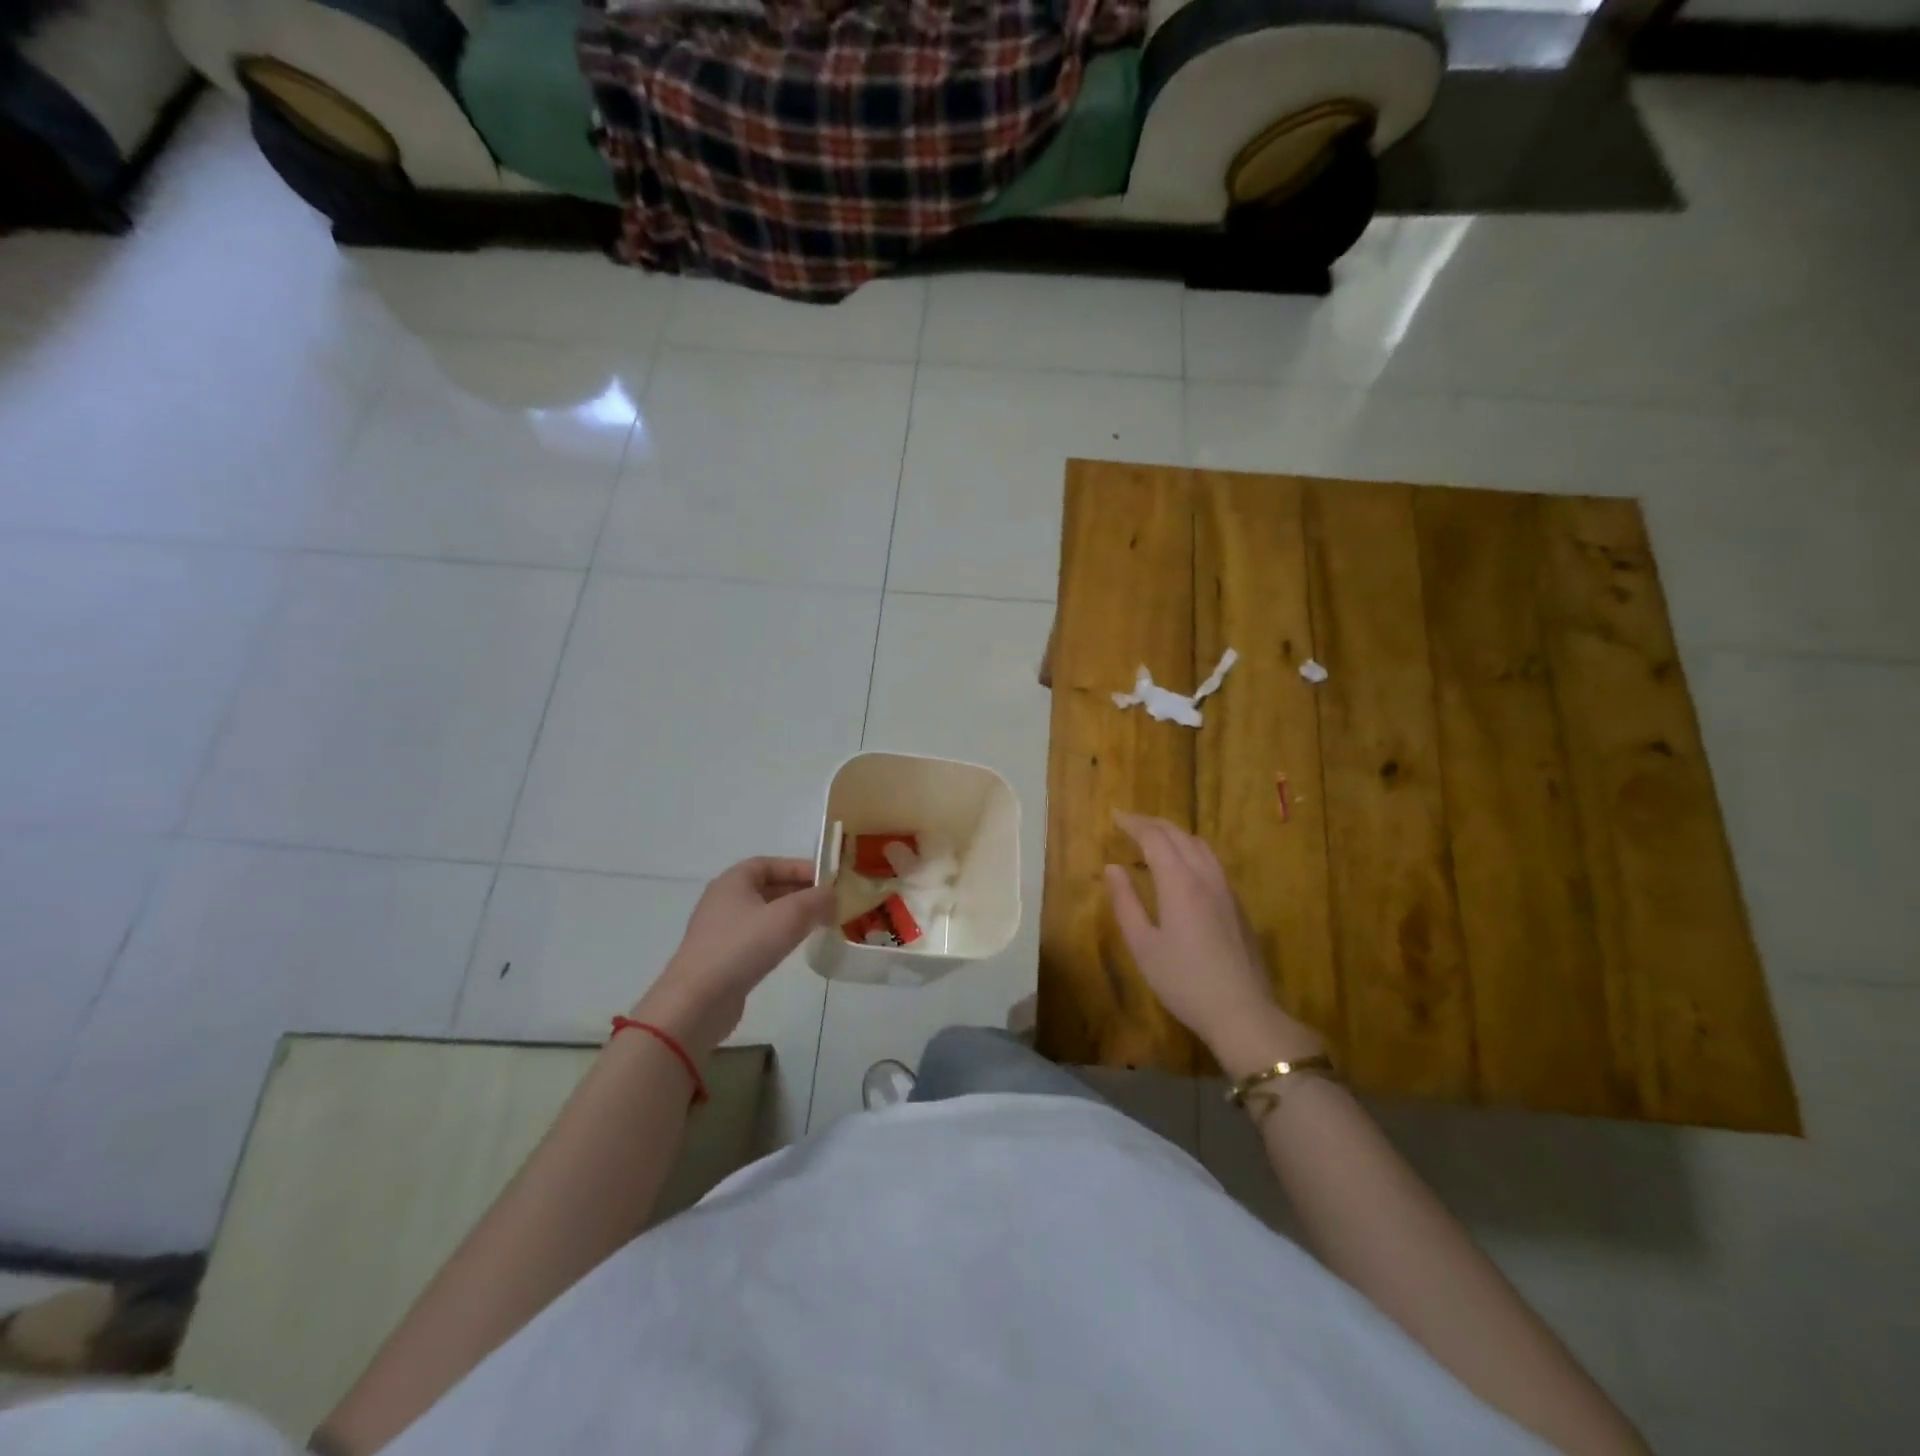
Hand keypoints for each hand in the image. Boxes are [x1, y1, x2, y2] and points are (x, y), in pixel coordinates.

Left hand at [631, 857, 833, 1056]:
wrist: (697, 1002)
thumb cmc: (742, 947)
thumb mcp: (788, 917)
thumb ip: (816, 900)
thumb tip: (833, 895)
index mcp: (733, 881)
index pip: (770, 863)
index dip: (800, 868)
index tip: (828, 880)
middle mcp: (723, 899)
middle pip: (767, 887)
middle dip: (799, 892)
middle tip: (829, 903)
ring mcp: (720, 930)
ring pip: (763, 913)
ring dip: (790, 915)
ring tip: (817, 923)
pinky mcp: (722, 957)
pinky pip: (756, 937)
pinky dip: (777, 936)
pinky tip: (793, 947)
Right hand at [1103, 813, 1322, 1073]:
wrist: (1243, 1012)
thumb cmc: (1184, 981)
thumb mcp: (1143, 946)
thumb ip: (1126, 903)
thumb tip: (1112, 868)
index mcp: (1179, 883)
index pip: (1155, 838)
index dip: (1133, 824)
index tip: (1115, 816)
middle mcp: (1205, 877)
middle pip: (1180, 836)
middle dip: (1153, 824)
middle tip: (1130, 823)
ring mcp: (1227, 891)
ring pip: (1201, 846)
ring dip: (1175, 835)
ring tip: (1156, 839)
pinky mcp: (1239, 906)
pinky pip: (1212, 863)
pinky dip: (1191, 851)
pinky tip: (1184, 867)